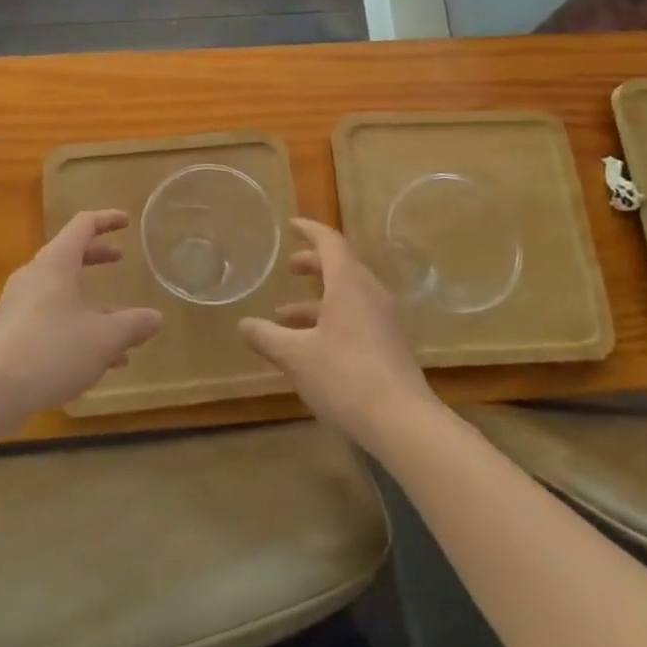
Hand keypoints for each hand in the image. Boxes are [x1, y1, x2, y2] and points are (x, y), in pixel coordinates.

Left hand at [0, 210, 163, 418]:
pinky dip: (77, 328)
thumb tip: (155, 318)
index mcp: (56, 264)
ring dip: (92, 305)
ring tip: (122, 328)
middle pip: (70, 257)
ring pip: (62, 294)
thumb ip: (133, 325)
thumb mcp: (104, 338)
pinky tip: (99, 363)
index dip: (107, 220)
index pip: (83, 226)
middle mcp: (35, 277)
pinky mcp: (12, 333)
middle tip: (120, 258)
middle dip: (98, 258)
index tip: (126, 221)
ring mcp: (20, 305)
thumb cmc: (52, 350)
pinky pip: (51, 319)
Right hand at [239, 218, 438, 449]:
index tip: (292, 225)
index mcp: (349, 284)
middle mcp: (370, 293)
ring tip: (285, 317)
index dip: (309, 229)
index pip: (329, 241)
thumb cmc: (345, 376)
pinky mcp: (390, 344)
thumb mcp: (295, 356)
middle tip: (289, 269)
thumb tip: (244, 324)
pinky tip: (311, 346)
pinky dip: (331, 318)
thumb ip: (266, 336)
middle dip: (312, 265)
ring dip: (317, 299)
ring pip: (347, 295)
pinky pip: (356, 316)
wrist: (402, 422)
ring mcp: (384, 320)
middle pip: (340, 266)